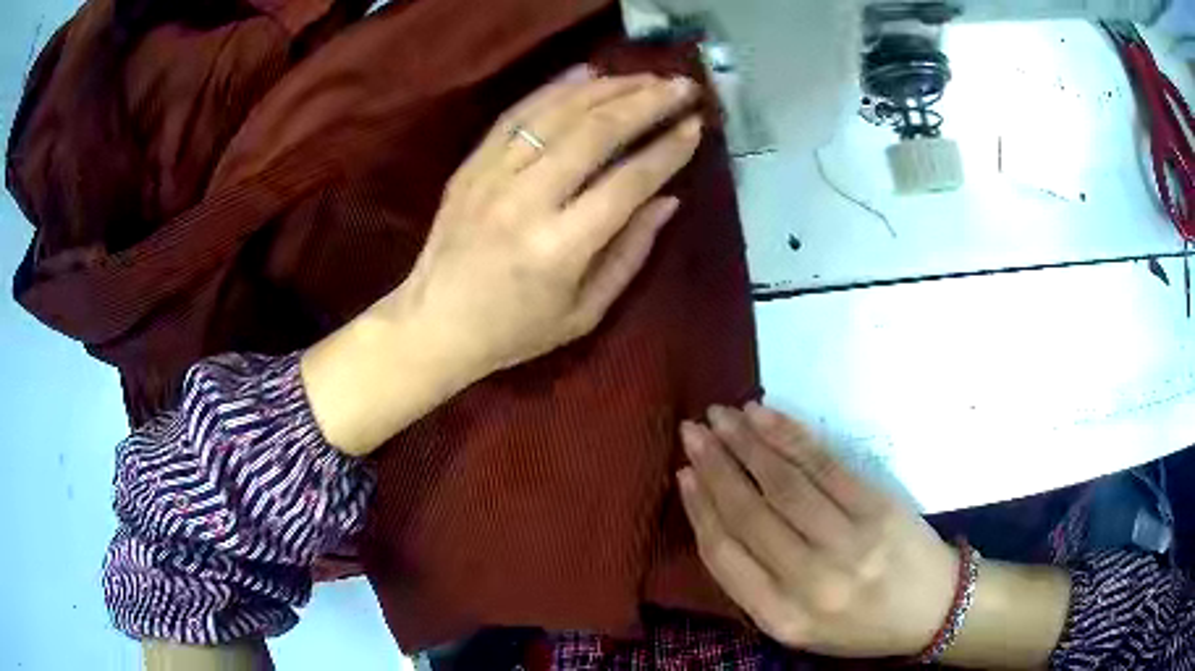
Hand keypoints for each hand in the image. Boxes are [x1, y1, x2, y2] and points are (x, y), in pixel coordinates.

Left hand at [303, 66, 703, 455]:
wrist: (432, 324)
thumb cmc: (514, 331)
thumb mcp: (584, 314)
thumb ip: (630, 254)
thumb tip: (668, 200)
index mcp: (560, 248)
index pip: (627, 182)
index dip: (667, 150)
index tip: (696, 126)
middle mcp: (526, 200)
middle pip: (596, 133)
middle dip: (647, 102)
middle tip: (682, 86)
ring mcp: (492, 176)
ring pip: (558, 113)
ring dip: (609, 88)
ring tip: (646, 77)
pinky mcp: (471, 165)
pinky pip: (517, 114)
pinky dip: (555, 88)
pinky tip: (588, 73)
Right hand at [677, 404, 958, 658]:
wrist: (933, 609)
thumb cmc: (859, 624)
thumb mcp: (799, 626)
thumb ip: (757, 585)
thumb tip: (717, 520)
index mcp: (782, 618)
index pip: (725, 556)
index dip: (700, 509)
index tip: (683, 474)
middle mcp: (811, 582)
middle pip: (750, 514)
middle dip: (715, 467)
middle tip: (691, 432)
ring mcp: (849, 541)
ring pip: (784, 483)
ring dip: (746, 443)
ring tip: (720, 416)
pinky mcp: (878, 507)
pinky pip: (825, 465)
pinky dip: (789, 437)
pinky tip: (765, 416)